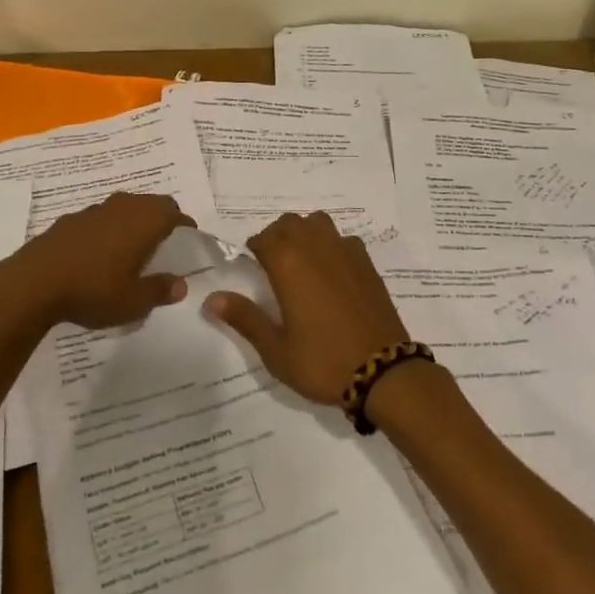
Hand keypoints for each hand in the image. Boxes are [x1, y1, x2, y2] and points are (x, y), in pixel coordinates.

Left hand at [0, 192, 192, 330]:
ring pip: (124, 207)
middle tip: (165, 241)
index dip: (185, 227)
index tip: (189, 239)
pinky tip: (99, 253)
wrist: (32, 284)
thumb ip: (160, 291)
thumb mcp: (133, 301)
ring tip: (133, 246)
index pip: (175, 214)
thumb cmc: (93, 290)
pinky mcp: (69, 220)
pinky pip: (100, 218)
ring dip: (133, 221)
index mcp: (145, 221)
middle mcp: (123, 207)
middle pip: (152, 203)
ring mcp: (94, 211)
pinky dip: (108, 228)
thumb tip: (181, 285)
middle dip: (162, 218)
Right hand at [202, 211, 410, 405]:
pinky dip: (331, 244)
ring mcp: (346, 252)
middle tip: (272, 264)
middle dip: (277, 236)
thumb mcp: (276, 349)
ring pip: (318, 223)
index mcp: (289, 264)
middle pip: (290, 223)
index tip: (250, 264)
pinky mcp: (367, 263)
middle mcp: (317, 248)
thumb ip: (245, 318)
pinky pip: (343, 239)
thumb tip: (212, 298)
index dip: (254, 248)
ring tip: (300, 261)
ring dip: (304, 233)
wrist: (382, 370)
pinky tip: (331, 272)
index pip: (264, 238)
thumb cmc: (322, 362)